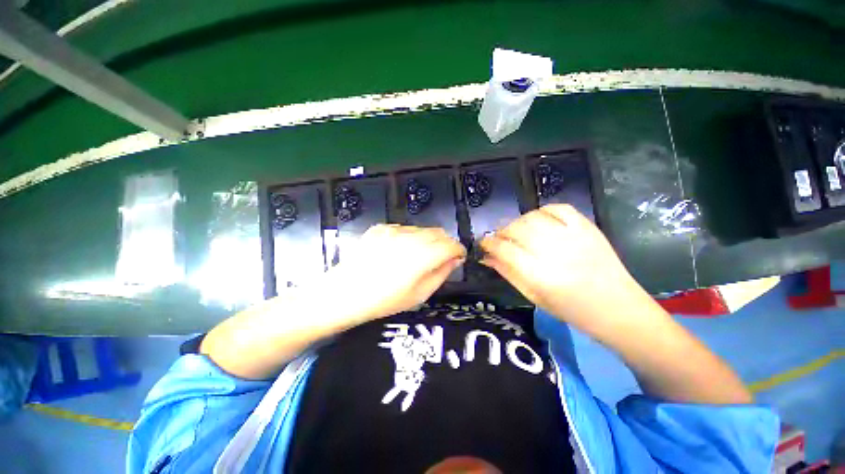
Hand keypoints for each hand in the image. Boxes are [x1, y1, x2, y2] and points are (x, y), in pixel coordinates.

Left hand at [326, 224, 465, 322]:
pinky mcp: (381, 228)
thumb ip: (442, 273)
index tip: (459, 258)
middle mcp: (411, 236)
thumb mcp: (419, 294)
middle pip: (438, 232)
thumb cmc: (384, 300)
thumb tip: (455, 260)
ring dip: (427, 240)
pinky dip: (408, 237)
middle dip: (445, 244)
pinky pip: (403, 229)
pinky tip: (397, 252)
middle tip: (440, 259)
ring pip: (421, 229)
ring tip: (416, 257)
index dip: (458, 250)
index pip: (451, 244)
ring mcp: (394, 230)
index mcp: (424, 254)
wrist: (344, 293)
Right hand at [480, 204, 653, 337]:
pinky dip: (543, 210)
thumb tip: (487, 258)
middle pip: (517, 229)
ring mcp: (573, 237)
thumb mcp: (533, 297)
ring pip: (533, 217)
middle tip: (499, 238)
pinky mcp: (588, 228)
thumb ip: (508, 273)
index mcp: (540, 275)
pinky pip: (559, 208)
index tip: (483, 243)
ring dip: (518, 221)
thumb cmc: (571, 309)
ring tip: (517, 231)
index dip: (489, 243)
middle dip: (501, 231)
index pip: (504, 249)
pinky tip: (538, 219)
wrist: (617, 308)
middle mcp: (554, 252)